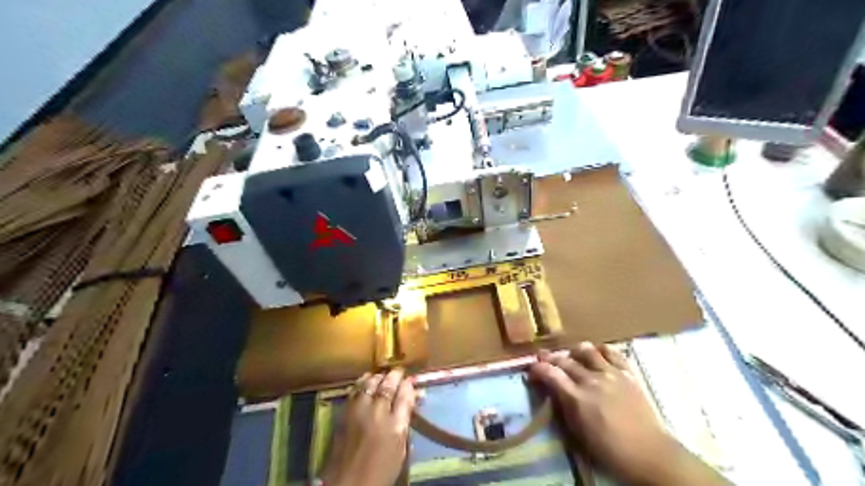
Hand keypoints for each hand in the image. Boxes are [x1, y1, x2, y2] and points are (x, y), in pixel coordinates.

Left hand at [325, 368, 419, 484]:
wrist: (348, 483)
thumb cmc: (380, 470)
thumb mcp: (400, 450)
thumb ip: (404, 424)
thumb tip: (409, 405)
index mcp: (395, 425)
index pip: (404, 396)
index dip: (408, 386)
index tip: (410, 381)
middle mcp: (378, 413)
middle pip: (388, 386)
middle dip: (395, 376)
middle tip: (399, 372)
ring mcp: (359, 411)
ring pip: (370, 384)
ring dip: (378, 377)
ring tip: (383, 375)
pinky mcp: (345, 413)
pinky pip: (355, 390)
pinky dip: (362, 382)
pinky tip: (365, 379)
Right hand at [532, 342, 723, 485]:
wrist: (650, 454)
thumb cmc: (610, 450)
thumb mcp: (578, 434)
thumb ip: (564, 407)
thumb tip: (553, 391)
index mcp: (577, 398)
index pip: (550, 374)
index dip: (537, 369)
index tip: (532, 370)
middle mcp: (592, 380)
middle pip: (565, 360)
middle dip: (550, 359)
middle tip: (544, 360)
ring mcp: (611, 374)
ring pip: (586, 350)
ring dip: (574, 351)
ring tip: (571, 356)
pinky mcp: (627, 373)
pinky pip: (611, 352)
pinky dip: (600, 350)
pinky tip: (597, 354)